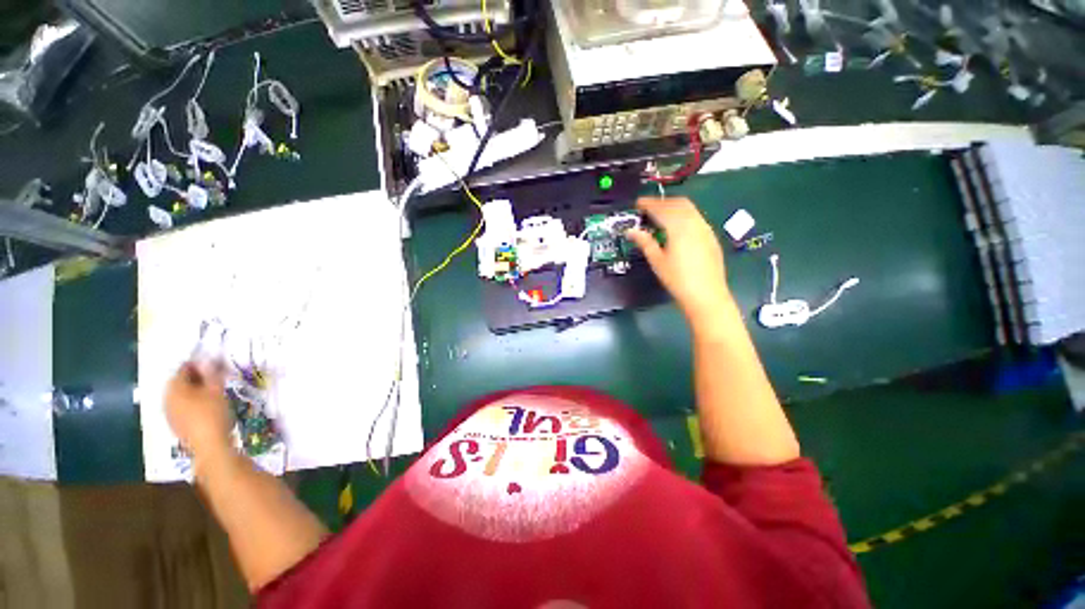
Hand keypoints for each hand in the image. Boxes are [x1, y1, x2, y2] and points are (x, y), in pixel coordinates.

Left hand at [165, 361, 232, 458]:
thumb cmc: (212, 414)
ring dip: (196, 390)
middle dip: (197, 378)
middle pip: (181, 383)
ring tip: (214, 391)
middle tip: (216, 376)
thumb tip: (208, 358)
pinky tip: (207, 406)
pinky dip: (194, 402)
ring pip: (182, 396)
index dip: (199, 364)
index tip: (214, 363)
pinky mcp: (176, 424)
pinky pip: (183, 407)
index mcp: (174, 389)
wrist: (209, 445)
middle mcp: (167, 399)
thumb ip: (211, 373)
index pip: (183, 369)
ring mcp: (170, 414)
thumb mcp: (216, 390)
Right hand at [627, 197, 732, 326]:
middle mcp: (694, 223)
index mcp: (679, 227)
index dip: (648, 204)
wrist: (706, 295)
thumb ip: (645, 242)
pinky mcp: (710, 236)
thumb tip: (631, 231)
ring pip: (689, 208)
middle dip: (662, 202)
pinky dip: (683, 214)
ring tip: (660, 215)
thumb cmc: (677, 279)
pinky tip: (676, 227)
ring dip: (674, 207)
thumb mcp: (657, 261)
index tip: (638, 203)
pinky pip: (696, 217)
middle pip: (678, 203)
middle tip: (648, 208)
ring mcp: (705, 228)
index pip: (662, 209)